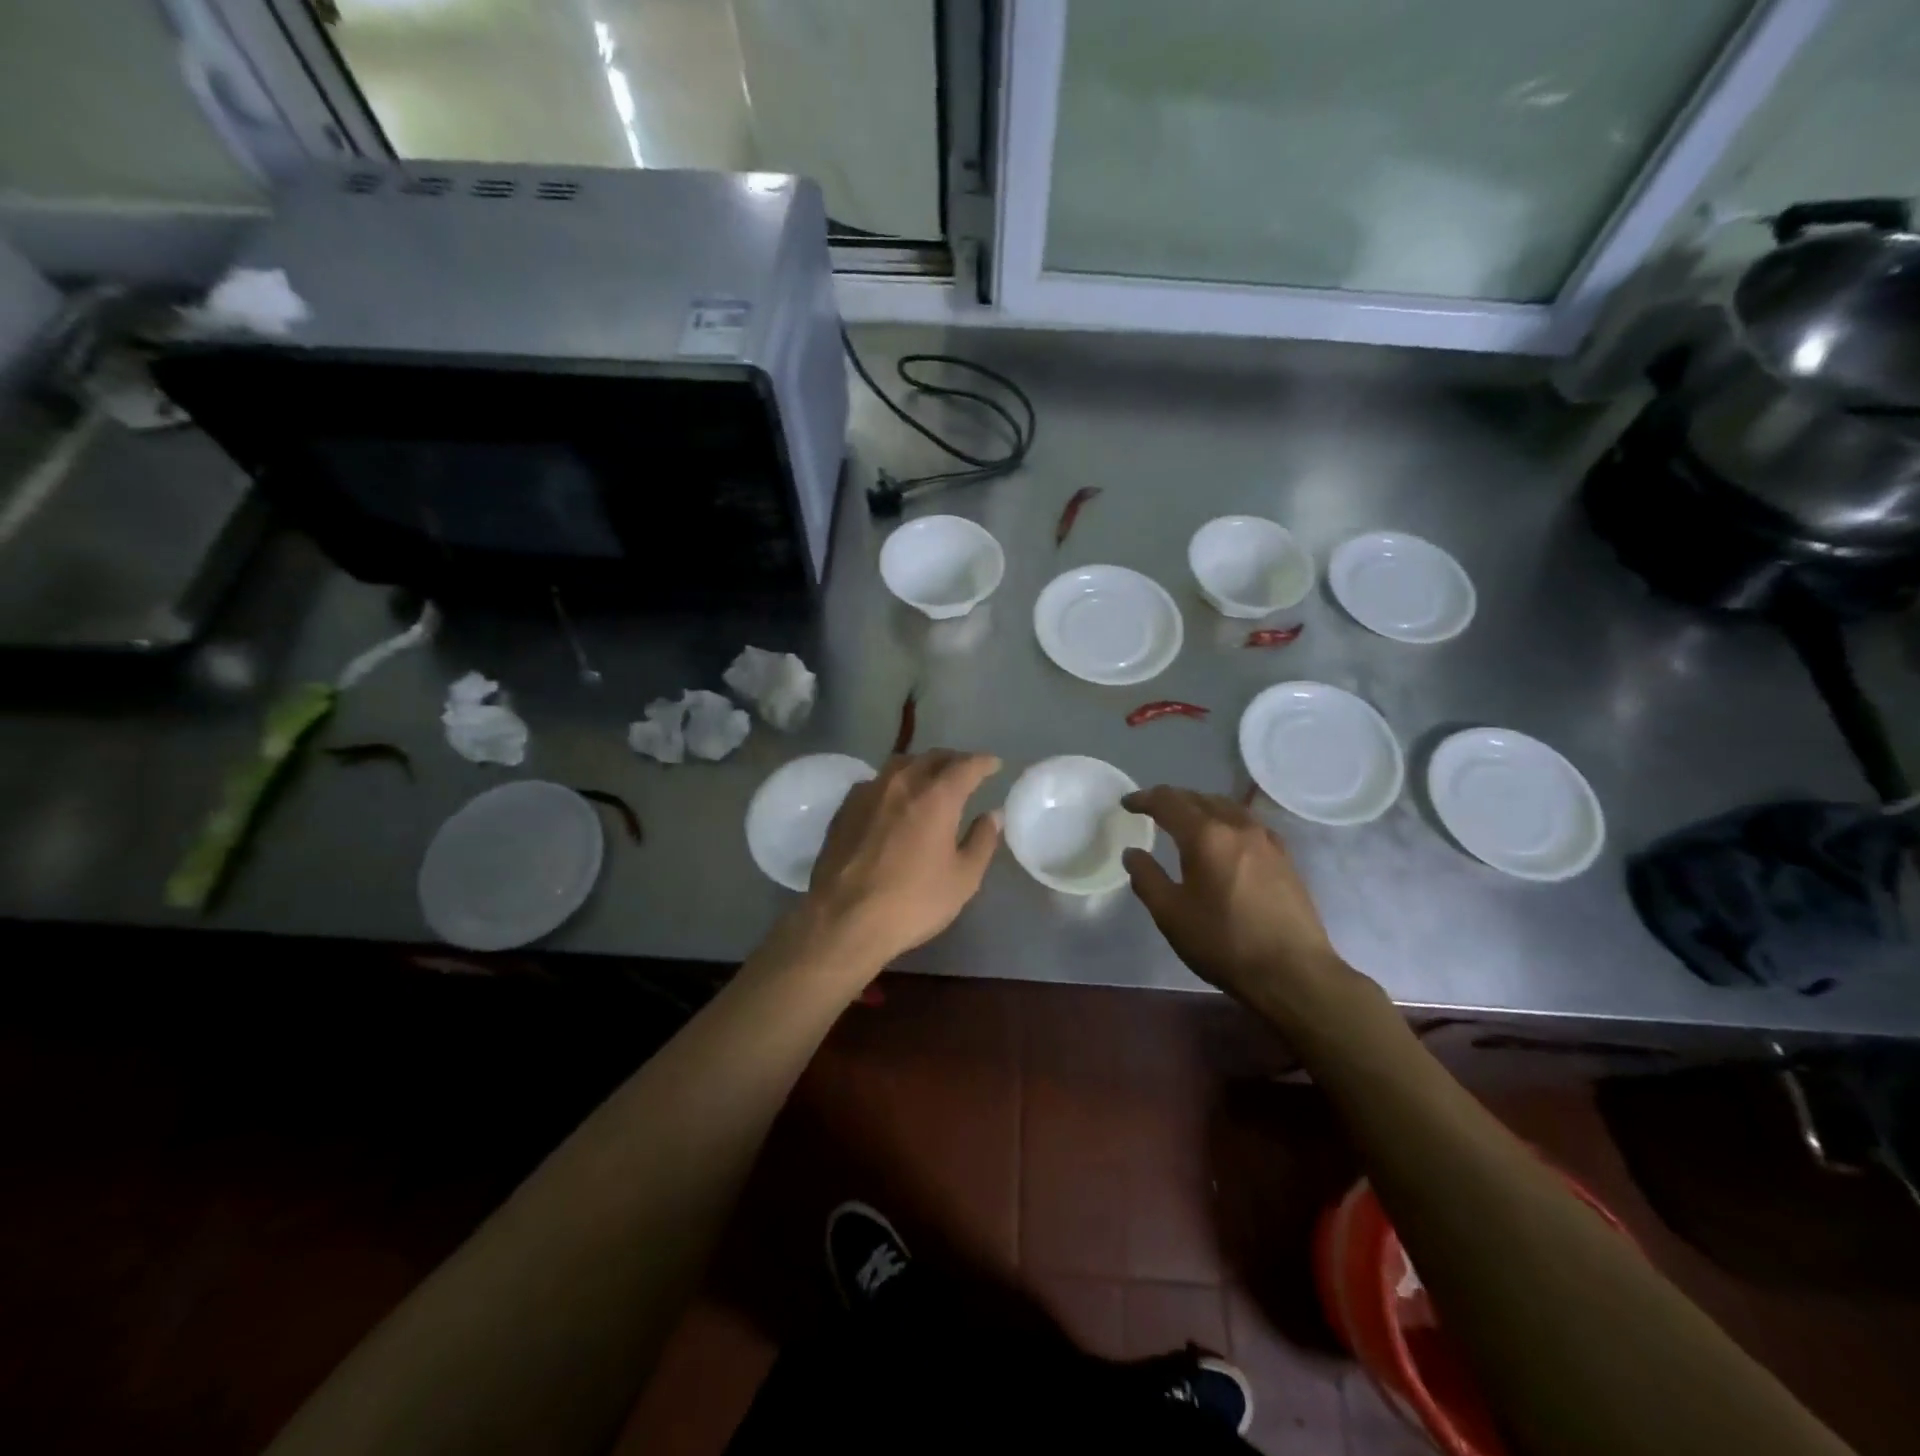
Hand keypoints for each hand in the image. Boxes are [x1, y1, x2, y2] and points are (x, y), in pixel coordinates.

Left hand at [801, 750, 1002, 968]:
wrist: (843, 919)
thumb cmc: (912, 902)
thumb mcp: (963, 879)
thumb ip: (981, 841)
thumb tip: (992, 815)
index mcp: (936, 796)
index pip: (966, 765)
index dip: (983, 762)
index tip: (994, 764)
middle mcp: (901, 783)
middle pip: (931, 757)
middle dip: (953, 760)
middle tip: (965, 771)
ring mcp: (868, 793)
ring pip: (900, 765)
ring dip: (921, 766)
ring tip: (929, 780)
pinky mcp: (844, 808)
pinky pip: (876, 783)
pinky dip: (893, 784)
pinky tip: (894, 802)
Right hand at [1121, 787, 1361, 1025]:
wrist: (1293, 972)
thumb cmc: (1223, 942)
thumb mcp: (1170, 914)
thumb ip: (1147, 878)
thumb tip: (1133, 853)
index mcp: (1205, 836)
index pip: (1169, 802)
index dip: (1144, 799)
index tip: (1127, 803)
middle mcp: (1237, 826)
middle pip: (1200, 798)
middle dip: (1173, 799)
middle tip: (1152, 809)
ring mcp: (1266, 840)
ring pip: (1227, 807)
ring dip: (1201, 806)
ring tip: (1187, 820)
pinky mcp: (1284, 857)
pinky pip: (1248, 823)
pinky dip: (1226, 821)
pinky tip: (1225, 839)